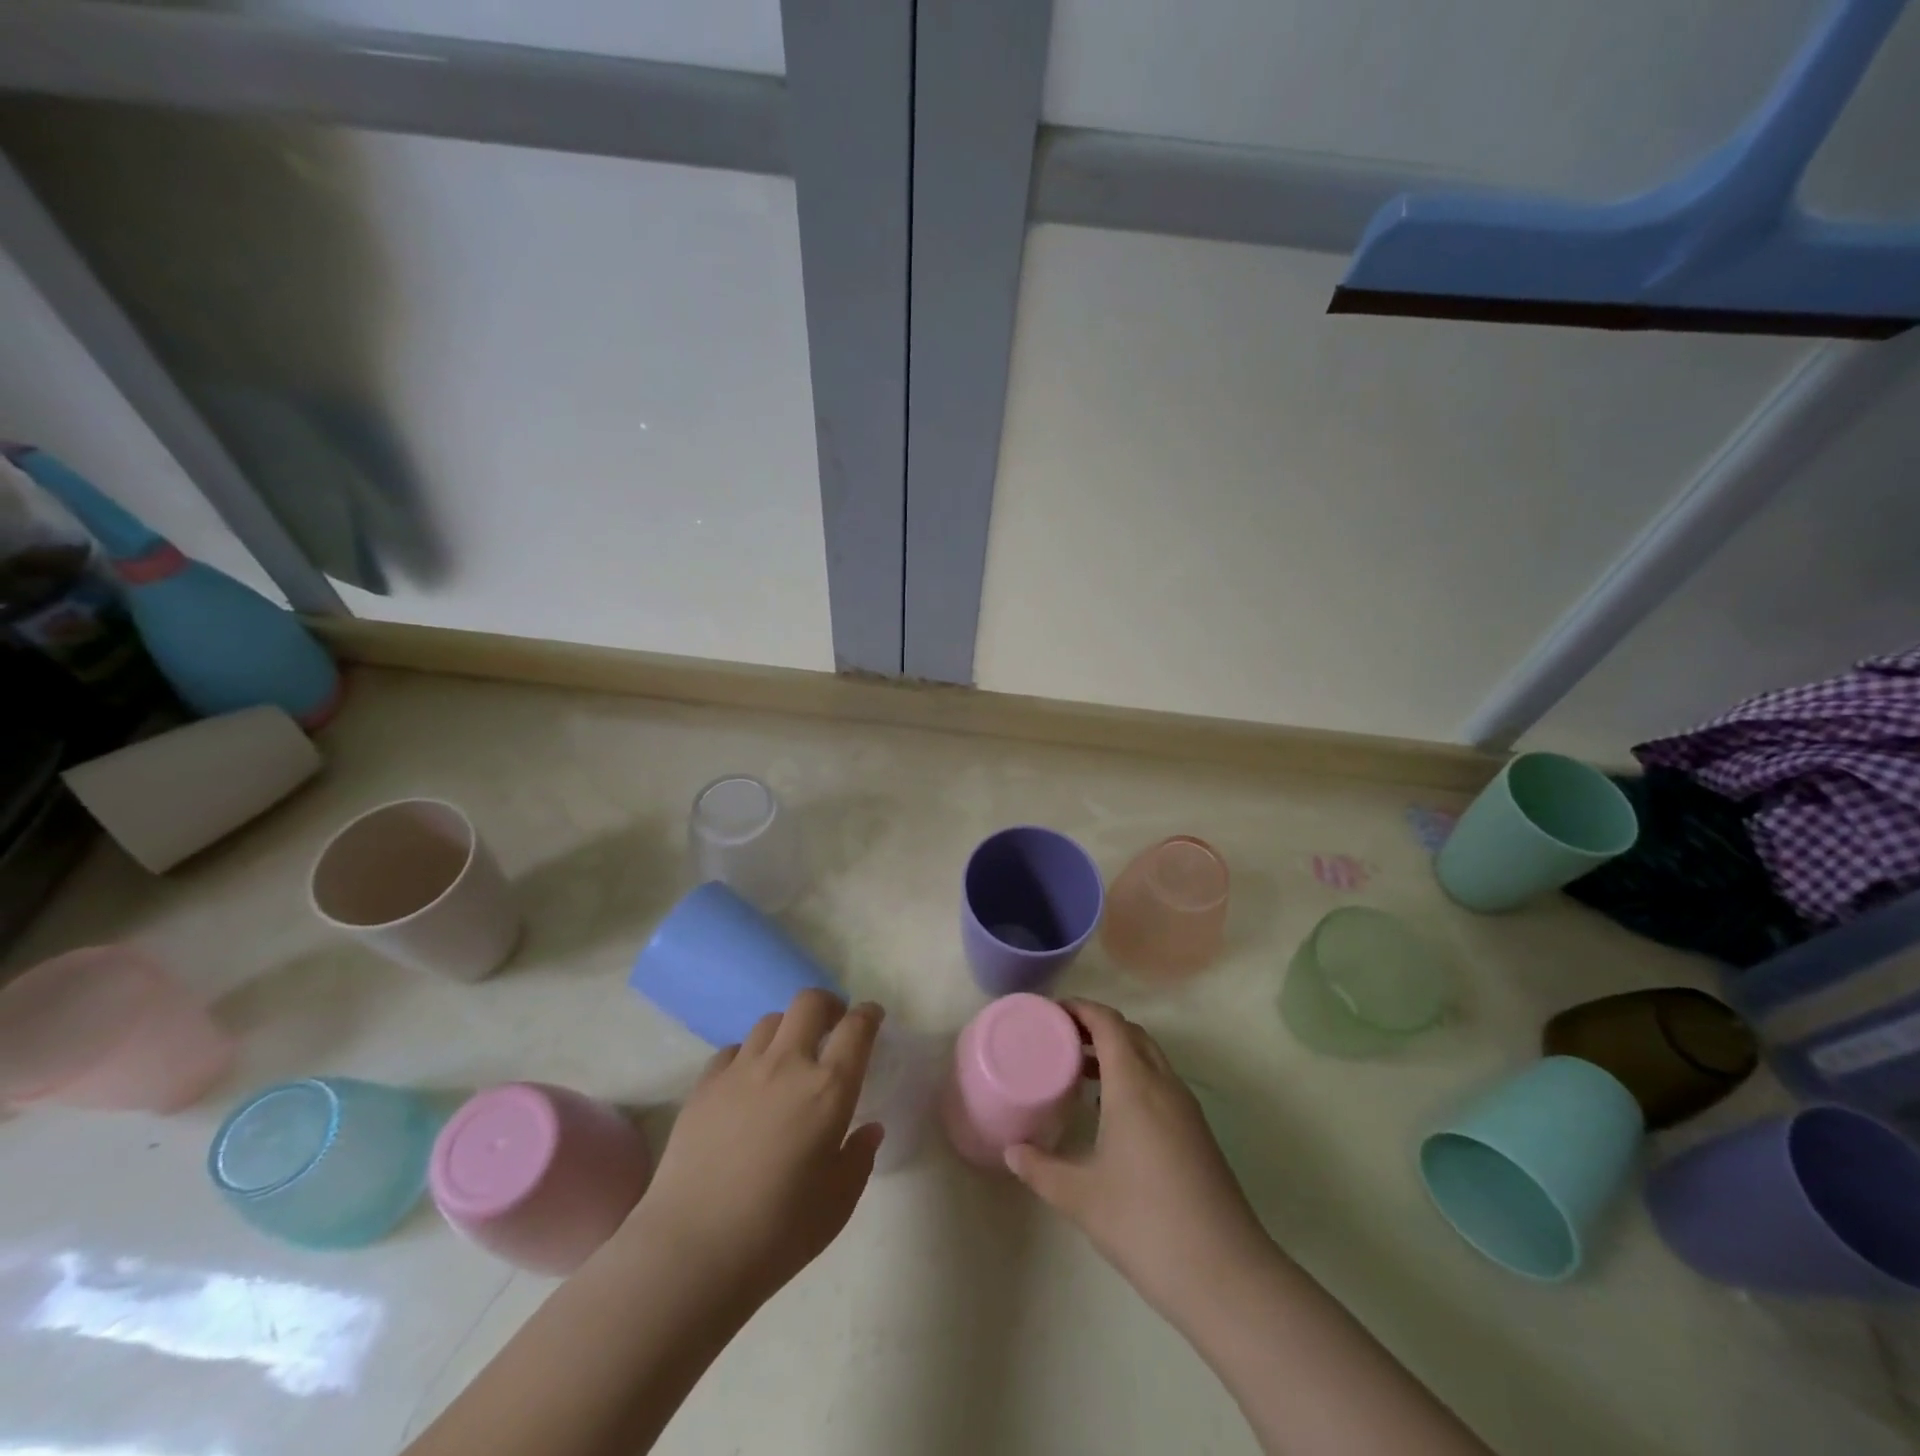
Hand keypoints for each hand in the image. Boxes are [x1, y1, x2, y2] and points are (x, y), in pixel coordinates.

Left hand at [623, 990, 885, 1312]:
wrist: (691, 1251)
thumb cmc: (778, 1233)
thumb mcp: (838, 1203)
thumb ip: (859, 1158)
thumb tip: (869, 1129)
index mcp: (829, 1089)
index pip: (857, 1028)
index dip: (869, 1014)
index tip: (873, 1016)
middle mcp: (787, 1064)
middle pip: (809, 1002)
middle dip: (828, 1005)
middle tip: (833, 1025)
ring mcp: (741, 1070)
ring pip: (770, 1020)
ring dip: (788, 1029)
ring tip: (789, 1055)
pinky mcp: (705, 1084)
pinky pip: (734, 1049)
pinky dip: (749, 1055)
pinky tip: (748, 1083)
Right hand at [1005, 999, 1273, 1328]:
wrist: (1226, 1275)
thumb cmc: (1145, 1224)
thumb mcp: (1081, 1197)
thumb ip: (1040, 1169)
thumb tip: (1011, 1150)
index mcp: (1135, 1085)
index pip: (1109, 1023)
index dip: (1080, 1009)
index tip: (1051, 1012)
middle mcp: (1164, 1085)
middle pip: (1131, 1033)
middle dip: (1097, 1026)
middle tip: (1061, 1038)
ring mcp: (1186, 1109)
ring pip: (1150, 1057)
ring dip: (1118, 1051)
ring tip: (1080, 1070)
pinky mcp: (1197, 1133)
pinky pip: (1161, 1083)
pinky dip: (1134, 1076)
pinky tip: (1113, 1112)